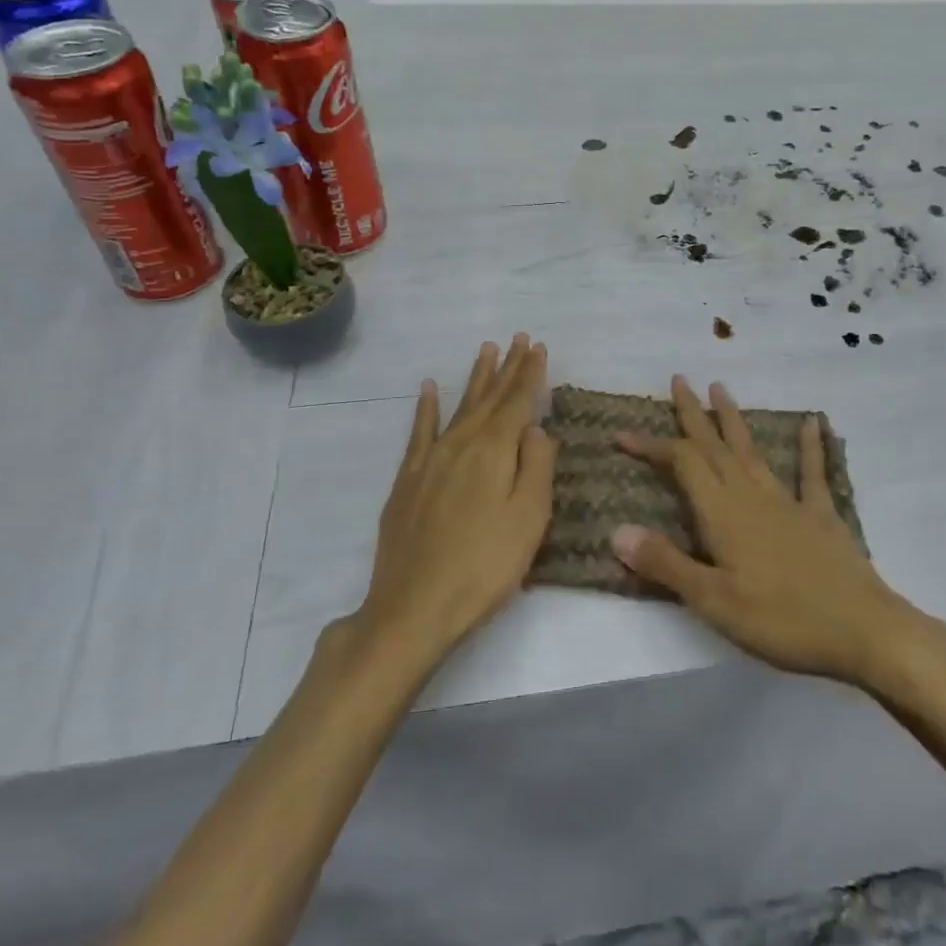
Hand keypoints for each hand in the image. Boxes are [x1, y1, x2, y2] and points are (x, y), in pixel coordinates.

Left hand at [348, 335, 552, 665]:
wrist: (414, 607)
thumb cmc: (485, 566)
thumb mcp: (529, 518)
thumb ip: (536, 465)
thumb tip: (536, 427)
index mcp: (494, 451)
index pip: (518, 401)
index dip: (530, 374)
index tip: (538, 347)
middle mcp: (461, 444)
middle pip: (489, 397)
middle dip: (507, 367)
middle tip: (518, 339)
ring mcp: (430, 460)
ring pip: (458, 406)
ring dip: (475, 378)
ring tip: (486, 350)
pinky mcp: (407, 479)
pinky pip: (419, 431)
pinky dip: (427, 407)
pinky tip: (430, 388)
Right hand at [611, 376, 920, 687]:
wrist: (861, 630)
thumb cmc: (781, 620)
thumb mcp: (713, 601)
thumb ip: (665, 564)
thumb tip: (617, 531)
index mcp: (722, 513)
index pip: (681, 464)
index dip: (651, 445)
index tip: (621, 432)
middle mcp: (751, 495)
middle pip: (715, 446)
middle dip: (693, 413)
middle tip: (679, 380)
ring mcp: (789, 502)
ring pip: (752, 451)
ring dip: (734, 420)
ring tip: (721, 388)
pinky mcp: (821, 516)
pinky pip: (812, 473)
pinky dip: (811, 446)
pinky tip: (813, 421)